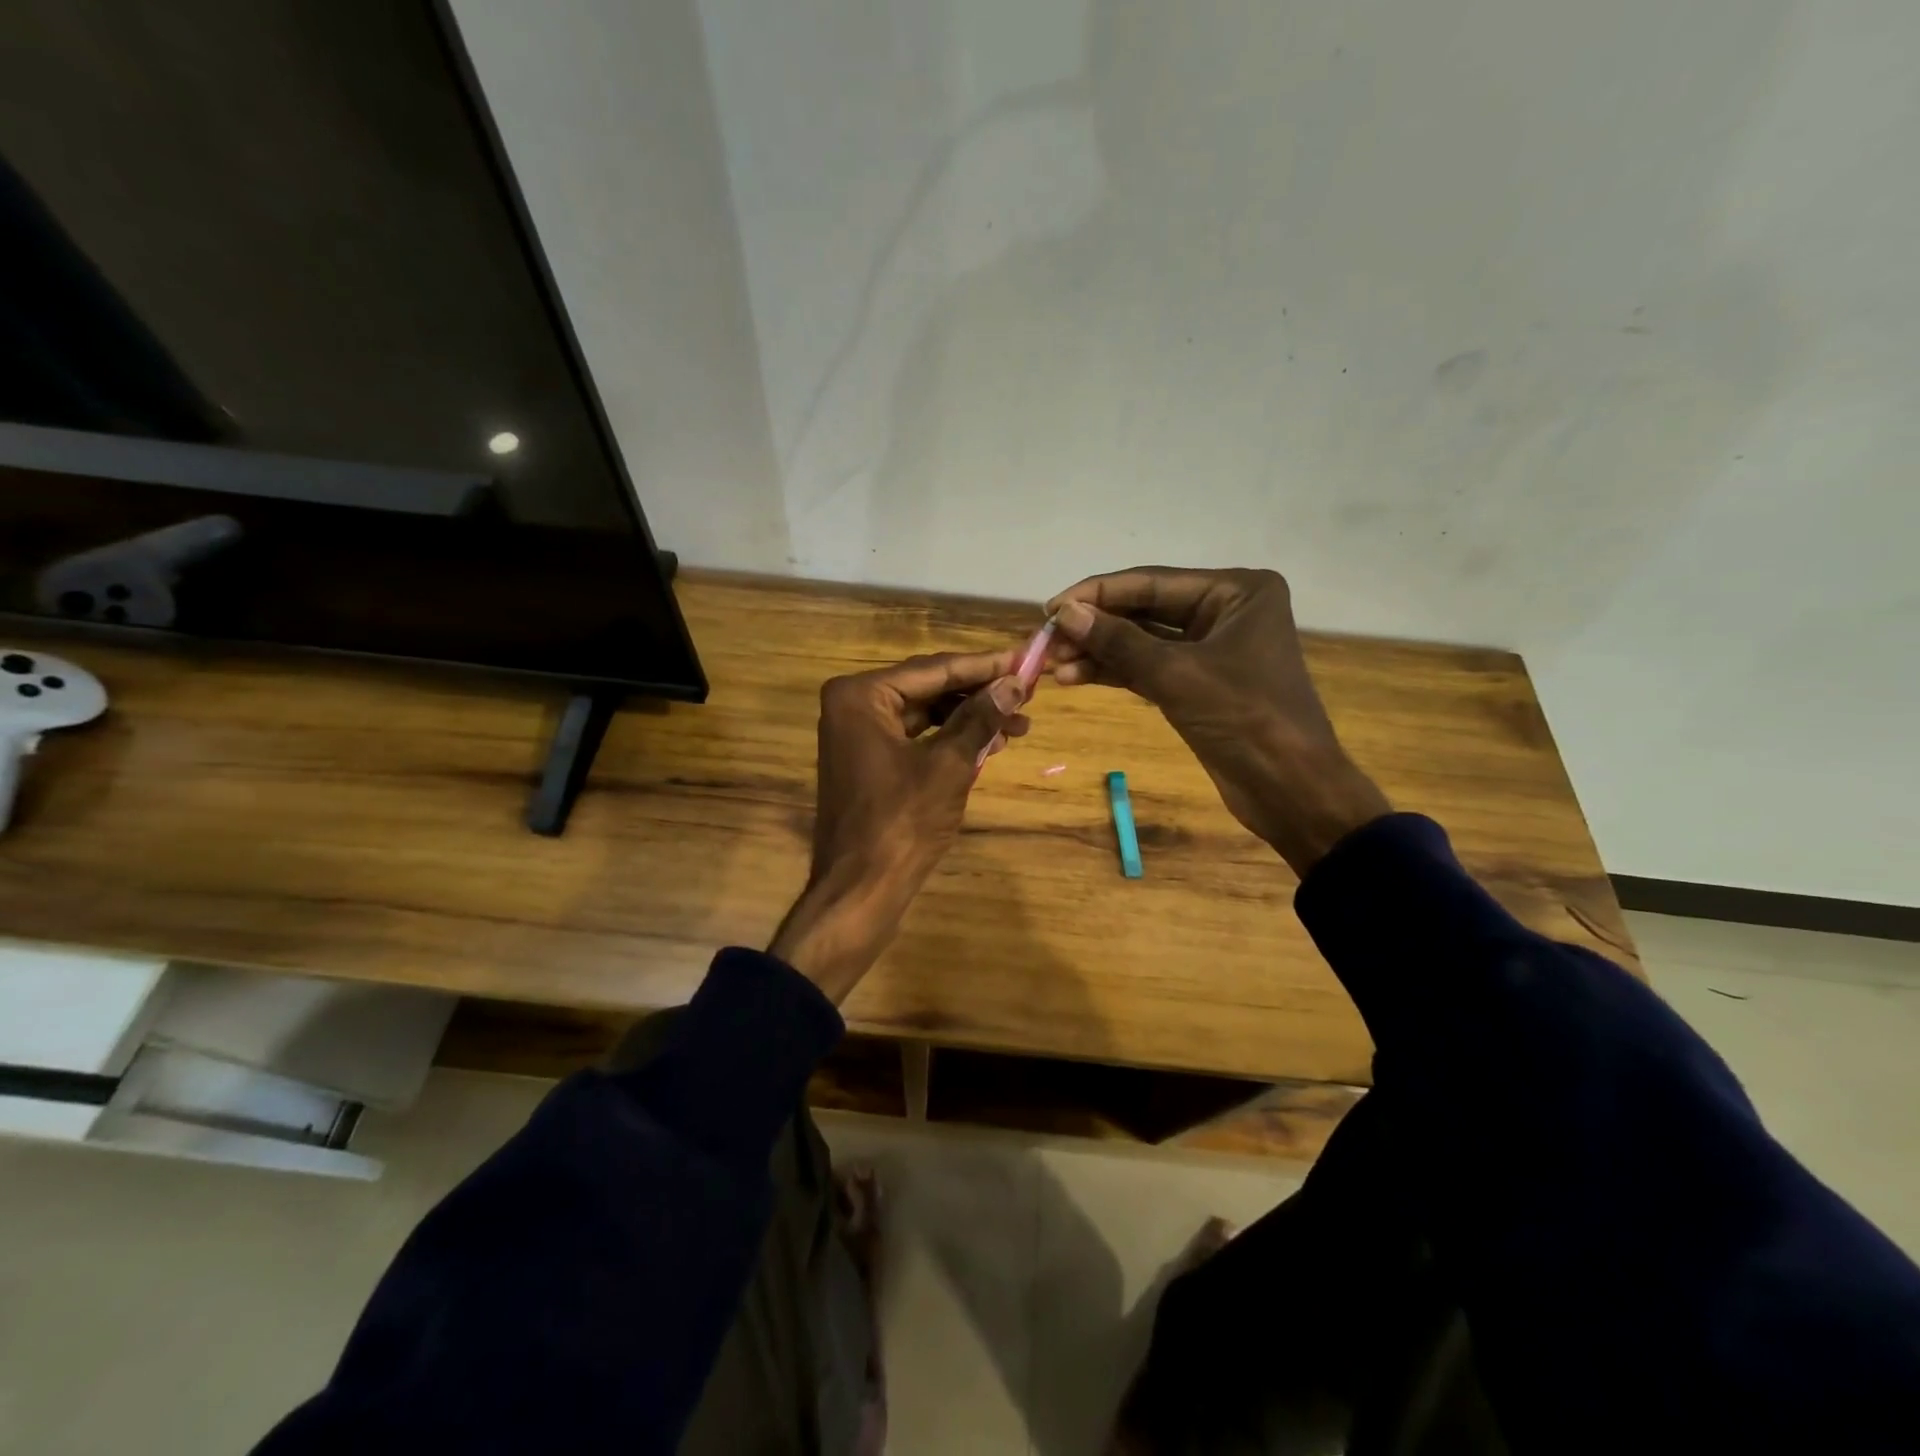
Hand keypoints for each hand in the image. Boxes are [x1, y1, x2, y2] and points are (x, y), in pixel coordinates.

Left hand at [770, 650, 1028, 1000]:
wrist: (861, 889)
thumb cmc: (902, 822)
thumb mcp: (949, 765)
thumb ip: (980, 718)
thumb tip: (1015, 683)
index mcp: (861, 695)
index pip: (935, 669)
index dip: (984, 665)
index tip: (1026, 658)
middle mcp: (853, 705)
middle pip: (928, 687)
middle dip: (979, 693)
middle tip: (1027, 694)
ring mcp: (857, 734)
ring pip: (924, 713)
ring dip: (969, 718)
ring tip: (1018, 724)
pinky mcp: (868, 761)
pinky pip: (915, 737)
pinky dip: (949, 739)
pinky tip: (988, 744)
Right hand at [1047, 567, 1389, 875]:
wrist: (1289, 790)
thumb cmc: (1244, 718)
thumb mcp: (1176, 675)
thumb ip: (1118, 641)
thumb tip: (1064, 613)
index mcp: (1236, 591)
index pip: (1152, 582)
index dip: (1097, 594)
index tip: (1050, 608)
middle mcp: (1225, 610)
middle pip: (1144, 609)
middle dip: (1094, 626)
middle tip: (1046, 642)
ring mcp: (1211, 648)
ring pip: (1142, 641)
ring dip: (1098, 652)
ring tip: (1051, 665)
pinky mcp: (1198, 683)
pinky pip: (1148, 667)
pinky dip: (1114, 672)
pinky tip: (1074, 677)